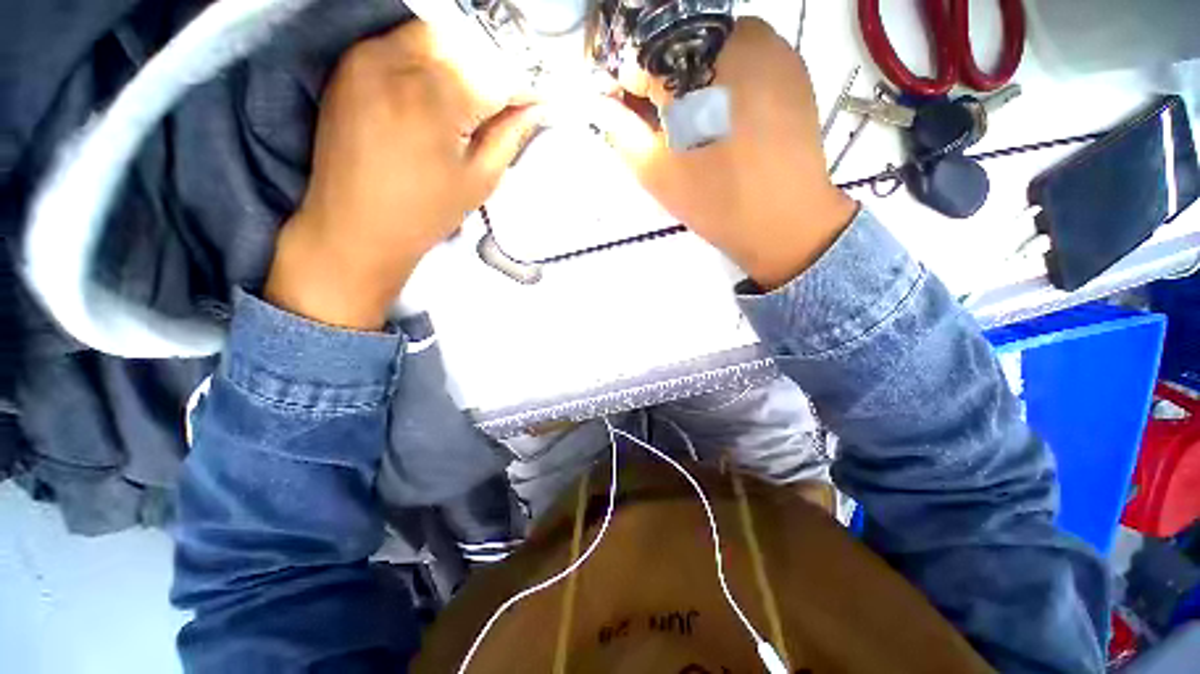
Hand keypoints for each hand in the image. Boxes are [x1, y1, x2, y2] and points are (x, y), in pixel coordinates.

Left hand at [266, 21, 540, 329]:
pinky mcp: (349, 63)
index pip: (496, 71)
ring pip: (433, 34)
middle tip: (503, 100)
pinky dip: (429, 59)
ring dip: (461, 58)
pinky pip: (401, 43)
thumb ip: (510, 136)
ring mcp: (367, 56)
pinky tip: (436, 92)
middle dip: (491, 66)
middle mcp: (399, 61)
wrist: (356, 226)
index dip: (523, 85)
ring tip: (470, 98)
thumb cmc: (425, 212)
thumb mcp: (480, 180)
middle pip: (465, 39)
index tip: (539, 98)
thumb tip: (535, 107)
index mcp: (437, 97)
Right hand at [601, 18, 857, 289]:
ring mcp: (771, 45)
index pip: (642, 57)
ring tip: (696, 122)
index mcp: (694, 67)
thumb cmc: (715, 201)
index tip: (624, 112)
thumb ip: (621, 131)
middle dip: (661, 80)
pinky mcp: (792, 63)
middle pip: (679, 45)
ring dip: (694, 78)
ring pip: (712, 47)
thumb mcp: (656, 173)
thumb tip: (601, 103)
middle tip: (662, 123)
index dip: (626, 85)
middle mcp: (735, 38)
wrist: (785, 220)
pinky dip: (725, 78)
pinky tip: (727, 116)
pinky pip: (745, 55)